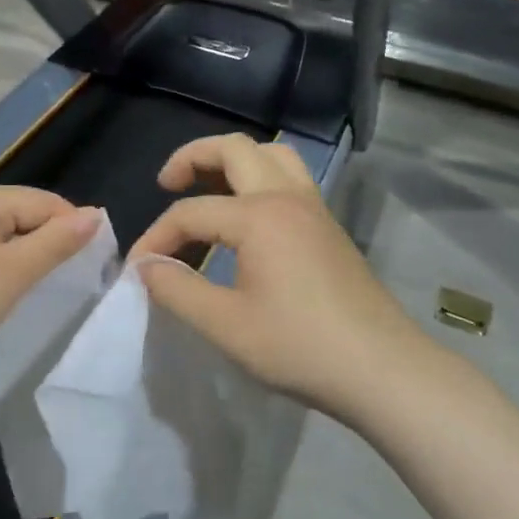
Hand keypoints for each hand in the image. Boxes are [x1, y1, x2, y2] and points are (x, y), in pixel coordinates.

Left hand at [0, 185, 101, 408]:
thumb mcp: (12, 274)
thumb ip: (55, 243)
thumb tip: (96, 214)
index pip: (47, 202)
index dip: (74, 231)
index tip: (92, 270)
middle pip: (26, 214)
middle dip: (50, 244)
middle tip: (68, 285)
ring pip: (5, 235)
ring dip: (26, 259)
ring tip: (39, 291)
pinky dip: (1, 268)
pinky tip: (2, 293)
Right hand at [130, 135, 424, 417]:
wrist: (383, 369)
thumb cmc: (300, 347)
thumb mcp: (226, 325)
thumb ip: (177, 289)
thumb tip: (146, 266)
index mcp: (259, 216)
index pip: (191, 212)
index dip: (156, 237)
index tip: (136, 269)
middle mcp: (287, 197)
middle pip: (235, 149)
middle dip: (193, 157)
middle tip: (167, 184)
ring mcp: (314, 208)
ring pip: (270, 155)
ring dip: (233, 160)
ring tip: (208, 187)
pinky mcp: (329, 226)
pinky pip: (290, 177)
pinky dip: (259, 178)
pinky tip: (247, 216)